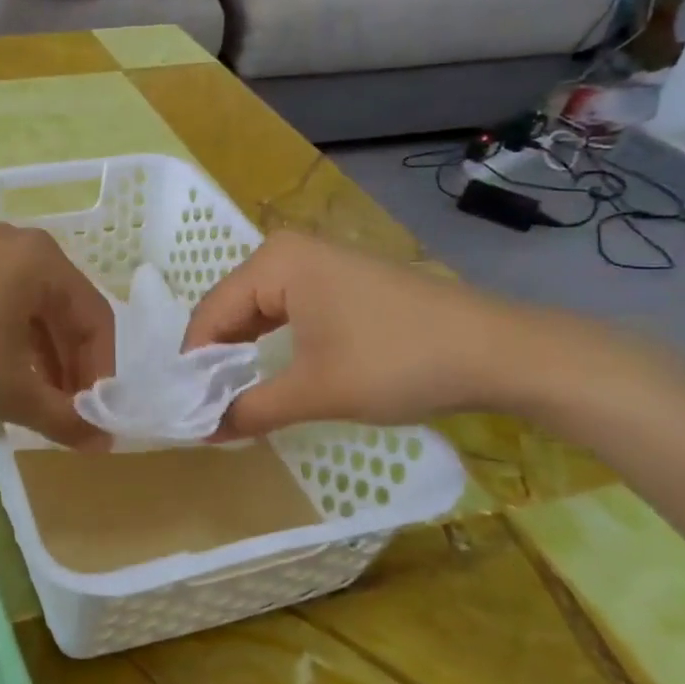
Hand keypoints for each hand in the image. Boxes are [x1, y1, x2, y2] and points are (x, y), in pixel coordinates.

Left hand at [0, 224, 115, 447]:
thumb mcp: (12, 393)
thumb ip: (65, 417)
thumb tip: (105, 443)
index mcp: (43, 260)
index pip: (96, 320)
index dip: (101, 374)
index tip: (95, 418)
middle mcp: (17, 245)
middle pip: (64, 312)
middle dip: (70, 368)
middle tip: (68, 415)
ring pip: (30, 311)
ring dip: (42, 360)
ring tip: (36, 405)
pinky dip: (11, 344)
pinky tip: (3, 379)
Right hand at [181, 232, 538, 435]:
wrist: (498, 352)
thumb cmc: (397, 362)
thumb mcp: (316, 391)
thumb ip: (250, 410)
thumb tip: (203, 432)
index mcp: (274, 262)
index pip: (210, 314)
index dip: (194, 365)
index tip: (185, 411)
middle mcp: (289, 251)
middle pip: (230, 309)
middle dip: (217, 359)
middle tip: (205, 409)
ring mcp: (318, 262)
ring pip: (258, 311)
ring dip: (243, 354)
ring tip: (231, 398)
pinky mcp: (341, 281)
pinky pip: (286, 311)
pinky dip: (272, 344)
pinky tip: (269, 374)